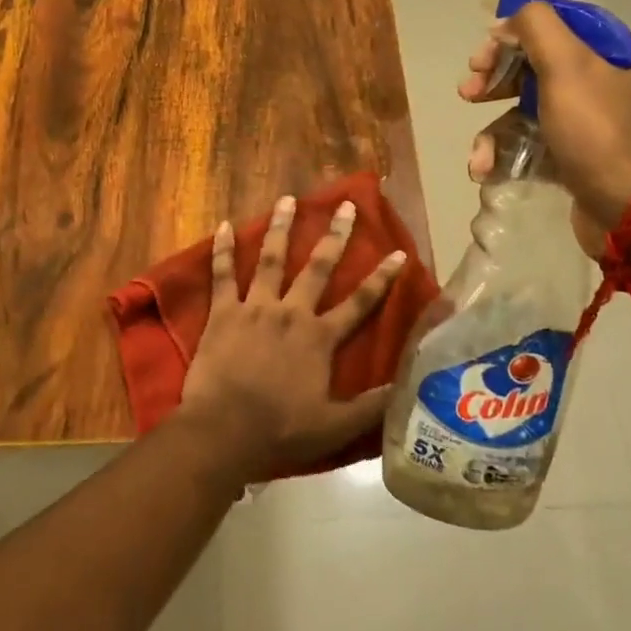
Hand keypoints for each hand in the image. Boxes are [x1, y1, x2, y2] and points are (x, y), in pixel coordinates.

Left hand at [178, 194, 405, 481]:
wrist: (224, 431)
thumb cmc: (280, 431)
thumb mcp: (335, 427)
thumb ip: (372, 406)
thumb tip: (407, 385)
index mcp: (319, 338)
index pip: (359, 303)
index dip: (381, 278)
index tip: (398, 252)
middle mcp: (291, 312)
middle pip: (318, 267)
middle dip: (335, 235)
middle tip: (345, 206)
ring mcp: (255, 307)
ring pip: (271, 259)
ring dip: (281, 228)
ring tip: (288, 199)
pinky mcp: (224, 312)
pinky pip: (223, 274)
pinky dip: (223, 249)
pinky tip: (223, 225)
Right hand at [459, 1, 630, 235]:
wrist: (627, 209)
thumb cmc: (595, 131)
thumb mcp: (567, 66)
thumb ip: (536, 28)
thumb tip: (506, 22)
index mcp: (602, 55)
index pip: (550, 26)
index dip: (511, 33)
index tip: (483, 54)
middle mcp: (594, 85)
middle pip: (530, 67)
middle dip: (493, 80)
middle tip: (468, 92)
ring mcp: (581, 124)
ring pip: (522, 110)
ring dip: (492, 130)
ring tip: (478, 154)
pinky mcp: (569, 158)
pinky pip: (527, 145)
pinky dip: (504, 156)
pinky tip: (486, 169)